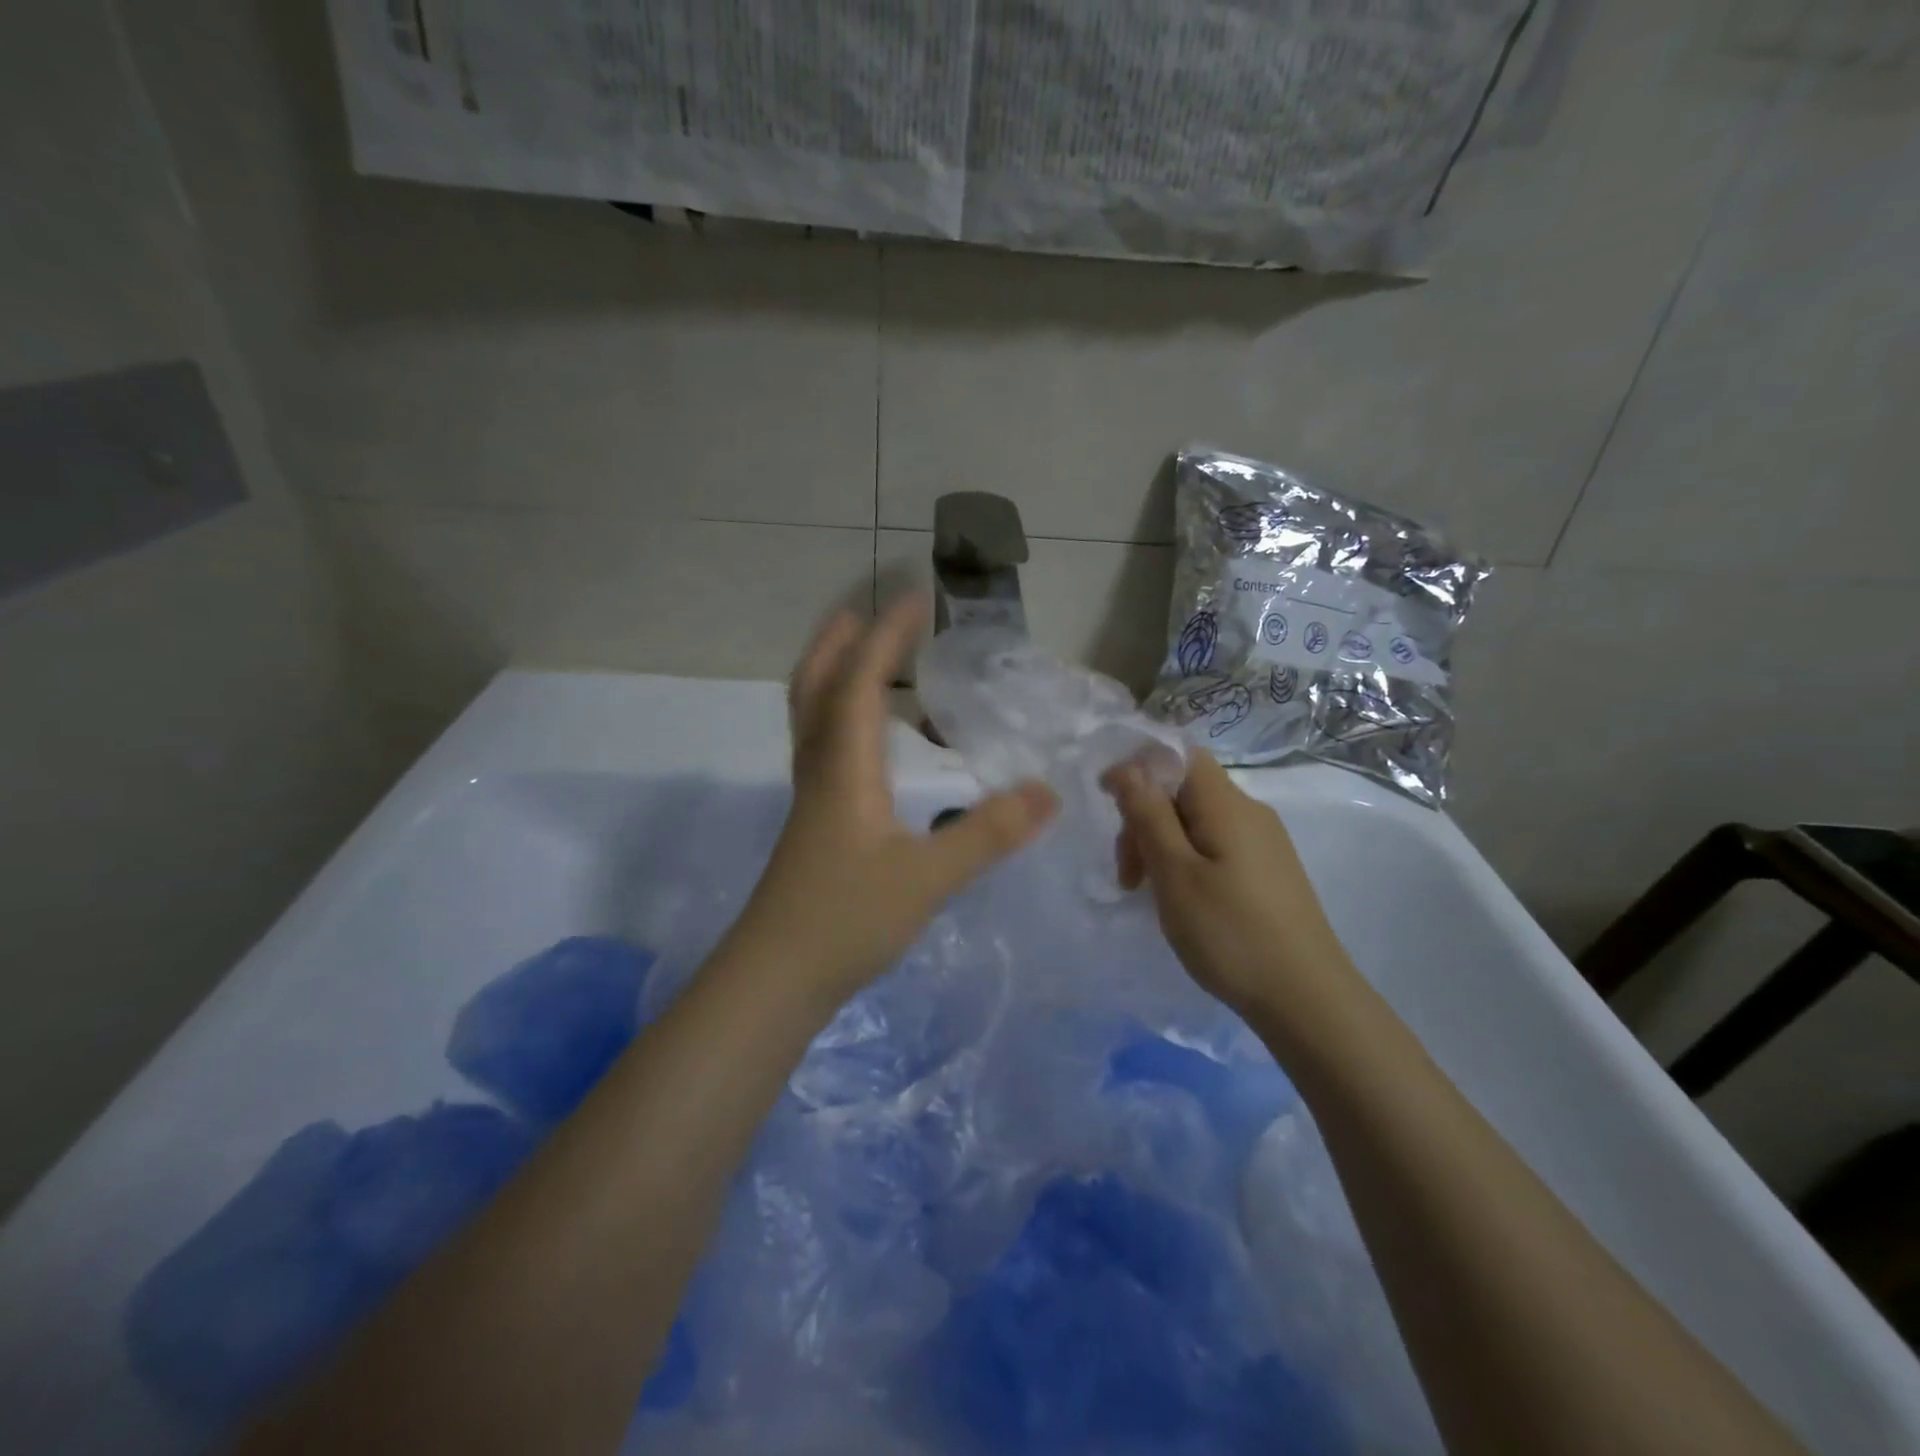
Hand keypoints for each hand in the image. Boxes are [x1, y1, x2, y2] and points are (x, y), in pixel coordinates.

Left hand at [730, 594, 1057, 1003]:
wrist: (776, 978)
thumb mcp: (927, 878)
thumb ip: (986, 834)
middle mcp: (820, 769)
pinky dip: (843, 720)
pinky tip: (874, 743)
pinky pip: (824, 748)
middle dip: (836, 642)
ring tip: (869, 661)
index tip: (914, 596)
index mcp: (843, 767)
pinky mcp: (815, 825)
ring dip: (834, 676)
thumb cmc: (846, 920)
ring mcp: (811, 798)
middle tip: (864, 611)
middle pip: (814, 687)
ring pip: (813, 718)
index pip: (860, 681)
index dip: (886, 636)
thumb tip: (1047, 793)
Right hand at [1109, 750, 1354, 1018]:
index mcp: (1226, 804)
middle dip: (1144, 819)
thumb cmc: (1230, 932)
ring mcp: (1264, 842)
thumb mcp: (1174, 873)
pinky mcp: (1269, 871)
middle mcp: (1249, 812)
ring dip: (1161, 845)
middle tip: (1128, 875)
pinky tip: (1182, 900)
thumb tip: (1128, 767)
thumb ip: (1148, 814)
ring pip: (1196, 821)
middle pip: (1183, 790)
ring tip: (1148, 894)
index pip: (1178, 754)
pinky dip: (1186, 861)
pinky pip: (1215, 845)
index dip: (1137, 767)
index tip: (1107, 804)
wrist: (1307, 999)